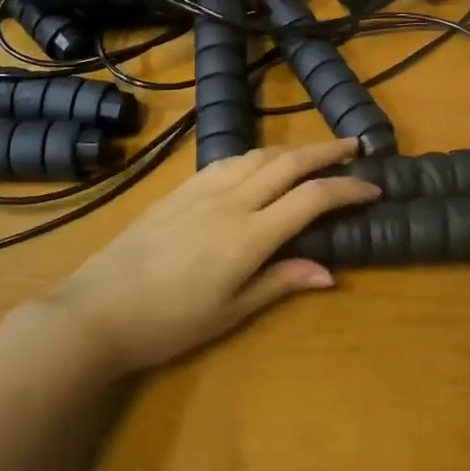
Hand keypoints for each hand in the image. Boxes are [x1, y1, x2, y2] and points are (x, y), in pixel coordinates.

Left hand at [42, 140, 377, 373]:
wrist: (96, 310)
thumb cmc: (168, 322)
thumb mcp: (230, 312)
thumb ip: (280, 282)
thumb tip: (329, 272)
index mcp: (249, 235)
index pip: (312, 199)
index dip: (347, 189)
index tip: (373, 188)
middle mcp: (232, 200)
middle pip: (289, 163)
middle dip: (326, 152)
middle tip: (354, 148)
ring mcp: (203, 189)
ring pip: (259, 154)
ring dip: (293, 149)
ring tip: (315, 153)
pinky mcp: (182, 188)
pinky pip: (229, 160)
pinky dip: (258, 154)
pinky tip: (262, 161)